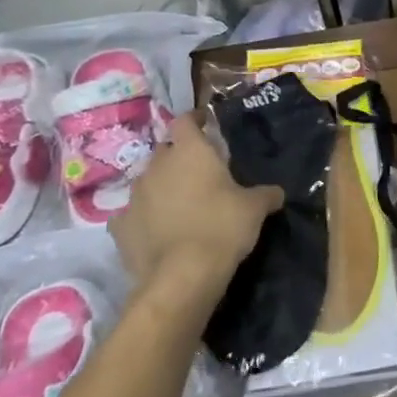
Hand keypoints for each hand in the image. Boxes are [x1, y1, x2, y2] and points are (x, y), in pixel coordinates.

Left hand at [112, 111, 282, 300]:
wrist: (182, 276)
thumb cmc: (222, 227)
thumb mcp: (255, 208)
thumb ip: (265, 194)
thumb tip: (276, 193)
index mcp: (189, 151)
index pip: (185, 120)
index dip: (195, 120)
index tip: (205, 124)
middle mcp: (157, 166)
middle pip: (165, 150)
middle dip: (178, 157)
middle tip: (198, 172)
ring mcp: (134, 196)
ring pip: (147, 181)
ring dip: (161, 187)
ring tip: (178, 203)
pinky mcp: (120, 227)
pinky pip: (131, 214)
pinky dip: (143, 217)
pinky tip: (155, 229)